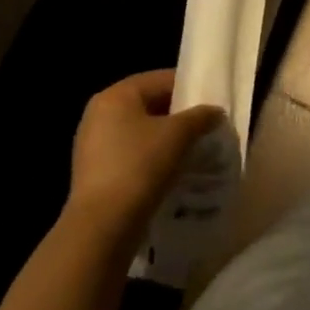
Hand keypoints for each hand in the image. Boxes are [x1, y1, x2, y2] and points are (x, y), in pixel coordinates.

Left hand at [64, 70, 223, 245]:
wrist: (101, 230)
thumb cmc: (139, 167)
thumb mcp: (178, 135)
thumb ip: (201, 116)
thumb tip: (216, 112)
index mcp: (116, 95)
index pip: (161, 79)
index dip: (189, 88)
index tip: (211, 103)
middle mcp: (99, 114)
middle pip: (150, 105)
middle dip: (178, 116)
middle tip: (205, 127)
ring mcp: (93, 146)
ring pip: (141, 132)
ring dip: (166, 140)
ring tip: (193, 151)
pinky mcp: (95, 174)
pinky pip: (131, 156)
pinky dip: (151, 159)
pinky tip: (171, 172)